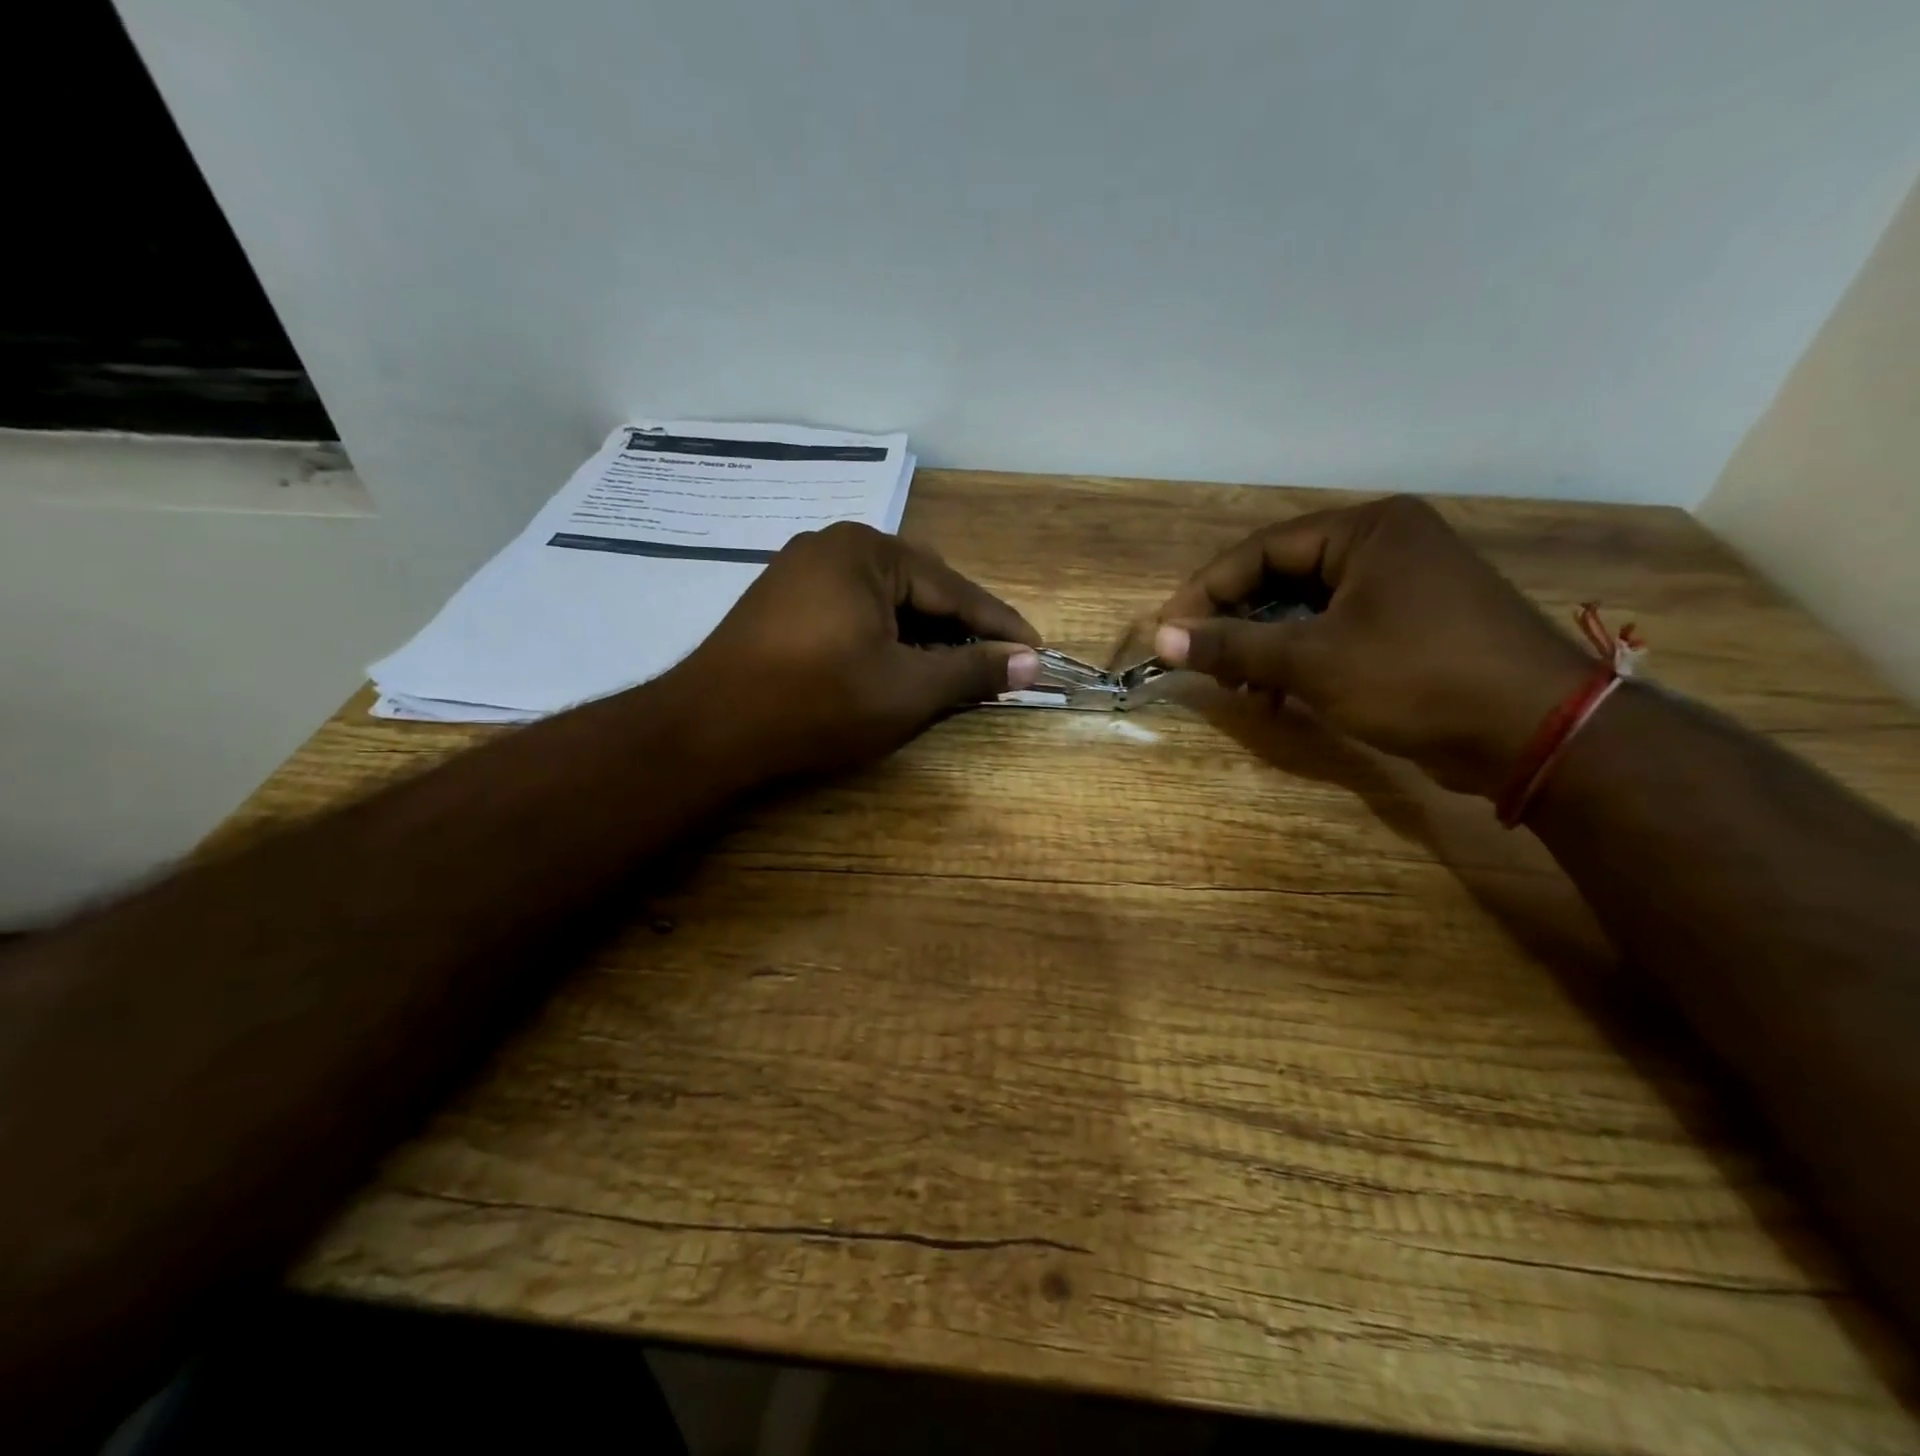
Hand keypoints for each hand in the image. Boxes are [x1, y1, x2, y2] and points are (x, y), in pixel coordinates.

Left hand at [679, 521, 1042, 776]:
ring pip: (885, 601)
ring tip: (952, 671)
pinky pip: (853, 610)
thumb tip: (1031, 663)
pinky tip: (897, 665)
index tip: (1037, 651)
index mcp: (868, 551)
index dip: (1000, 625)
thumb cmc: (817, 703)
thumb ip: (973, 671)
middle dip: (960, 629)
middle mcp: (834, 545)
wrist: (709, 729)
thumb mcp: (907, 689)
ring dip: (922, 635)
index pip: (954, 589)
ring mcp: (801, 570)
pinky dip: (884, 636)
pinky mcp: (782, 601)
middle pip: (921, 588)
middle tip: (997, 666)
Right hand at [1152, 496, 1592, 797]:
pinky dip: (1301, 657)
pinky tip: (1280, 693)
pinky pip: (1336, 628)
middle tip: (1201, 661)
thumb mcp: (1313, 662)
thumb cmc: (1418, 679)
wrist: (1538, 733)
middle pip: (1283, 575)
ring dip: (1265, 645)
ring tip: (1239, 686)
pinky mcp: (1413, 623)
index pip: (1262, 549)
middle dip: (1237, 621)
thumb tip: (1161, 638)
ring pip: (1307, 606)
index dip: (1207, 590)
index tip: (1168, 631)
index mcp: (1367, 530)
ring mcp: (1404, 584)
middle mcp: (1386, 544)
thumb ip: (1233, 645)